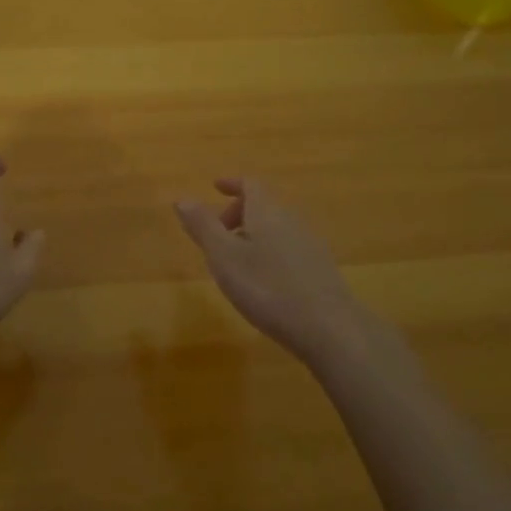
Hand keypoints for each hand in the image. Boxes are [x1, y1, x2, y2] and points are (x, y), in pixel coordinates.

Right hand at [174, 178, 363, 364]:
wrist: (328, 327)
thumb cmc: (268, 288)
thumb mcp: (224, 257)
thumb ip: (203, 226)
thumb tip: (182, 198)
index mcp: (267, 210)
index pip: (250, 183)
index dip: (232, 183)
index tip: (216, 188)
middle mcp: (291, 219)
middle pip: (264, 204)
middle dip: (239, 212)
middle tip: (218, 233)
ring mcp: (310, 243)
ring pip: (276, 226)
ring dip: (254, 234)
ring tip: (236, 261)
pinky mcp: (320, 267)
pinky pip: (289, 246)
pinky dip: (270, 251)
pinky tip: (264, 281)